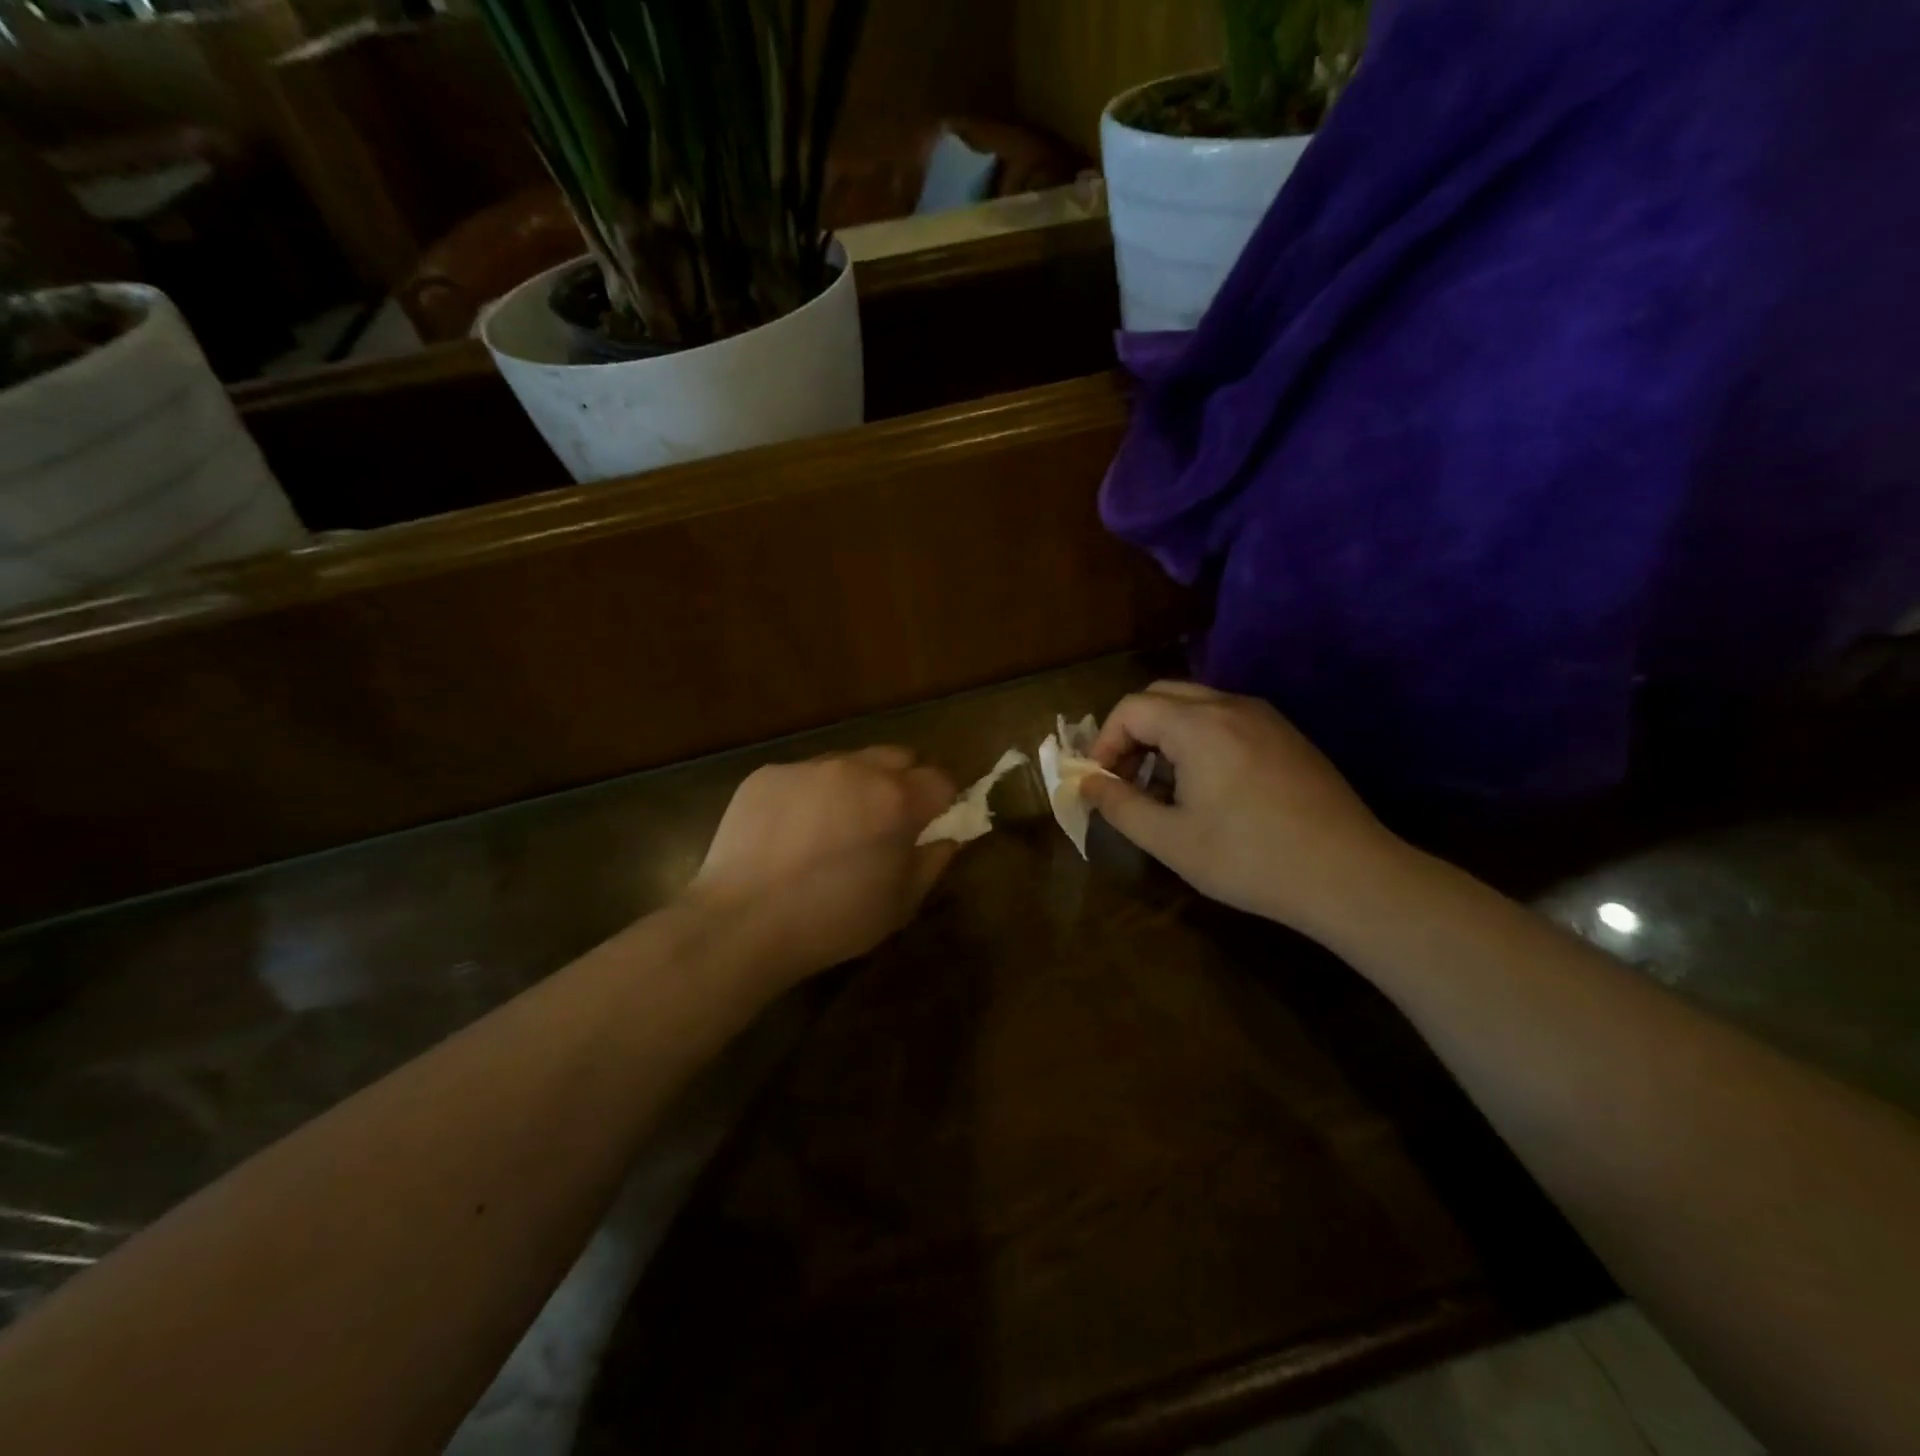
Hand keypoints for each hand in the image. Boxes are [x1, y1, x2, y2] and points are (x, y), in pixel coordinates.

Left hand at [688, 747, 958, 985]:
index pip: (941, 780)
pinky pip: (805, 774)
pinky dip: (811, 795)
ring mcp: (808, 767)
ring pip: (849, 762)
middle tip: (886, 823)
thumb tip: (946, 837)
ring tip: (834, 827)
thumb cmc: (833, 921)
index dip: (941, 803)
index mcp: (897, 799)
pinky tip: (792, 832)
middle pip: (898, 757)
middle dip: (903, 783)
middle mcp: (856, 769)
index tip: (928, 827)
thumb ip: (933, 861)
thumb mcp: (900, 904)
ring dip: (856, 785)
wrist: (742, 923)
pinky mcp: (768, 774)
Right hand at [1079, 682, 1406, 937]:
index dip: (1105, 742)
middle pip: (1162, 695)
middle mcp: (1231, 706)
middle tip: (1126, 777)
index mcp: (1198, 725)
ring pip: (1196, 705)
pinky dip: (1199, 738)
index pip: (1131, 708)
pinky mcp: (1288, 736)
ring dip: (1166, 734)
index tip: (1101, 782)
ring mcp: (1265, 717)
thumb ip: (1120, 806)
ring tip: (1164, 786)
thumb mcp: (1171, 840)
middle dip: (1133, 732)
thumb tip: (1087, 783)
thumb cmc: (1250, 859)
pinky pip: (1227, 719)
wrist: (1349, 875)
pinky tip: (1208, 787)